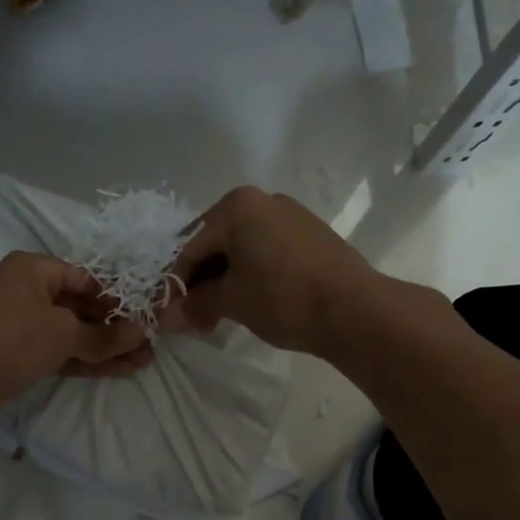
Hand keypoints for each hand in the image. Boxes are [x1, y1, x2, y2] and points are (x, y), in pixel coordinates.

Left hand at [0, 251, 152, 416]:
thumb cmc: (12, 338)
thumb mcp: (63, 333)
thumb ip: (104, 337)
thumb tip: (141, 335)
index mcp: (34, 270)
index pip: (84, 278)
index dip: (115, 298)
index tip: (143, 316)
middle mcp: (29, 292)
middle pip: (81, 307)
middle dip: (115, 328)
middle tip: (149, 344)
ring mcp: (25, 326)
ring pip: (74, 334)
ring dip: (106, 348)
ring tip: (144, 361)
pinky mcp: (24, 355)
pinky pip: (63, 353)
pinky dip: (88, 361)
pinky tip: (120, 370)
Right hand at [162, 186, 380, 356]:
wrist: (353, 309)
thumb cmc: (282, 297)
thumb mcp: (230, 300)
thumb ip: (195, 303)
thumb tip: (167, 317)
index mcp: (236, 206)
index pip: (190, 247)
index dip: (175, 284)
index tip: (167, 314)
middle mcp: (262, 200)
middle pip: (216, 244)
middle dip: (201, 283)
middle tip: (193, 318)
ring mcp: (291, 216)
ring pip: (242, 250)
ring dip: (225, 282)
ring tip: (219, 316)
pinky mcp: (311, 236)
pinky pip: (266, 253)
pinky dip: (251, 276)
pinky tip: (250, 303)